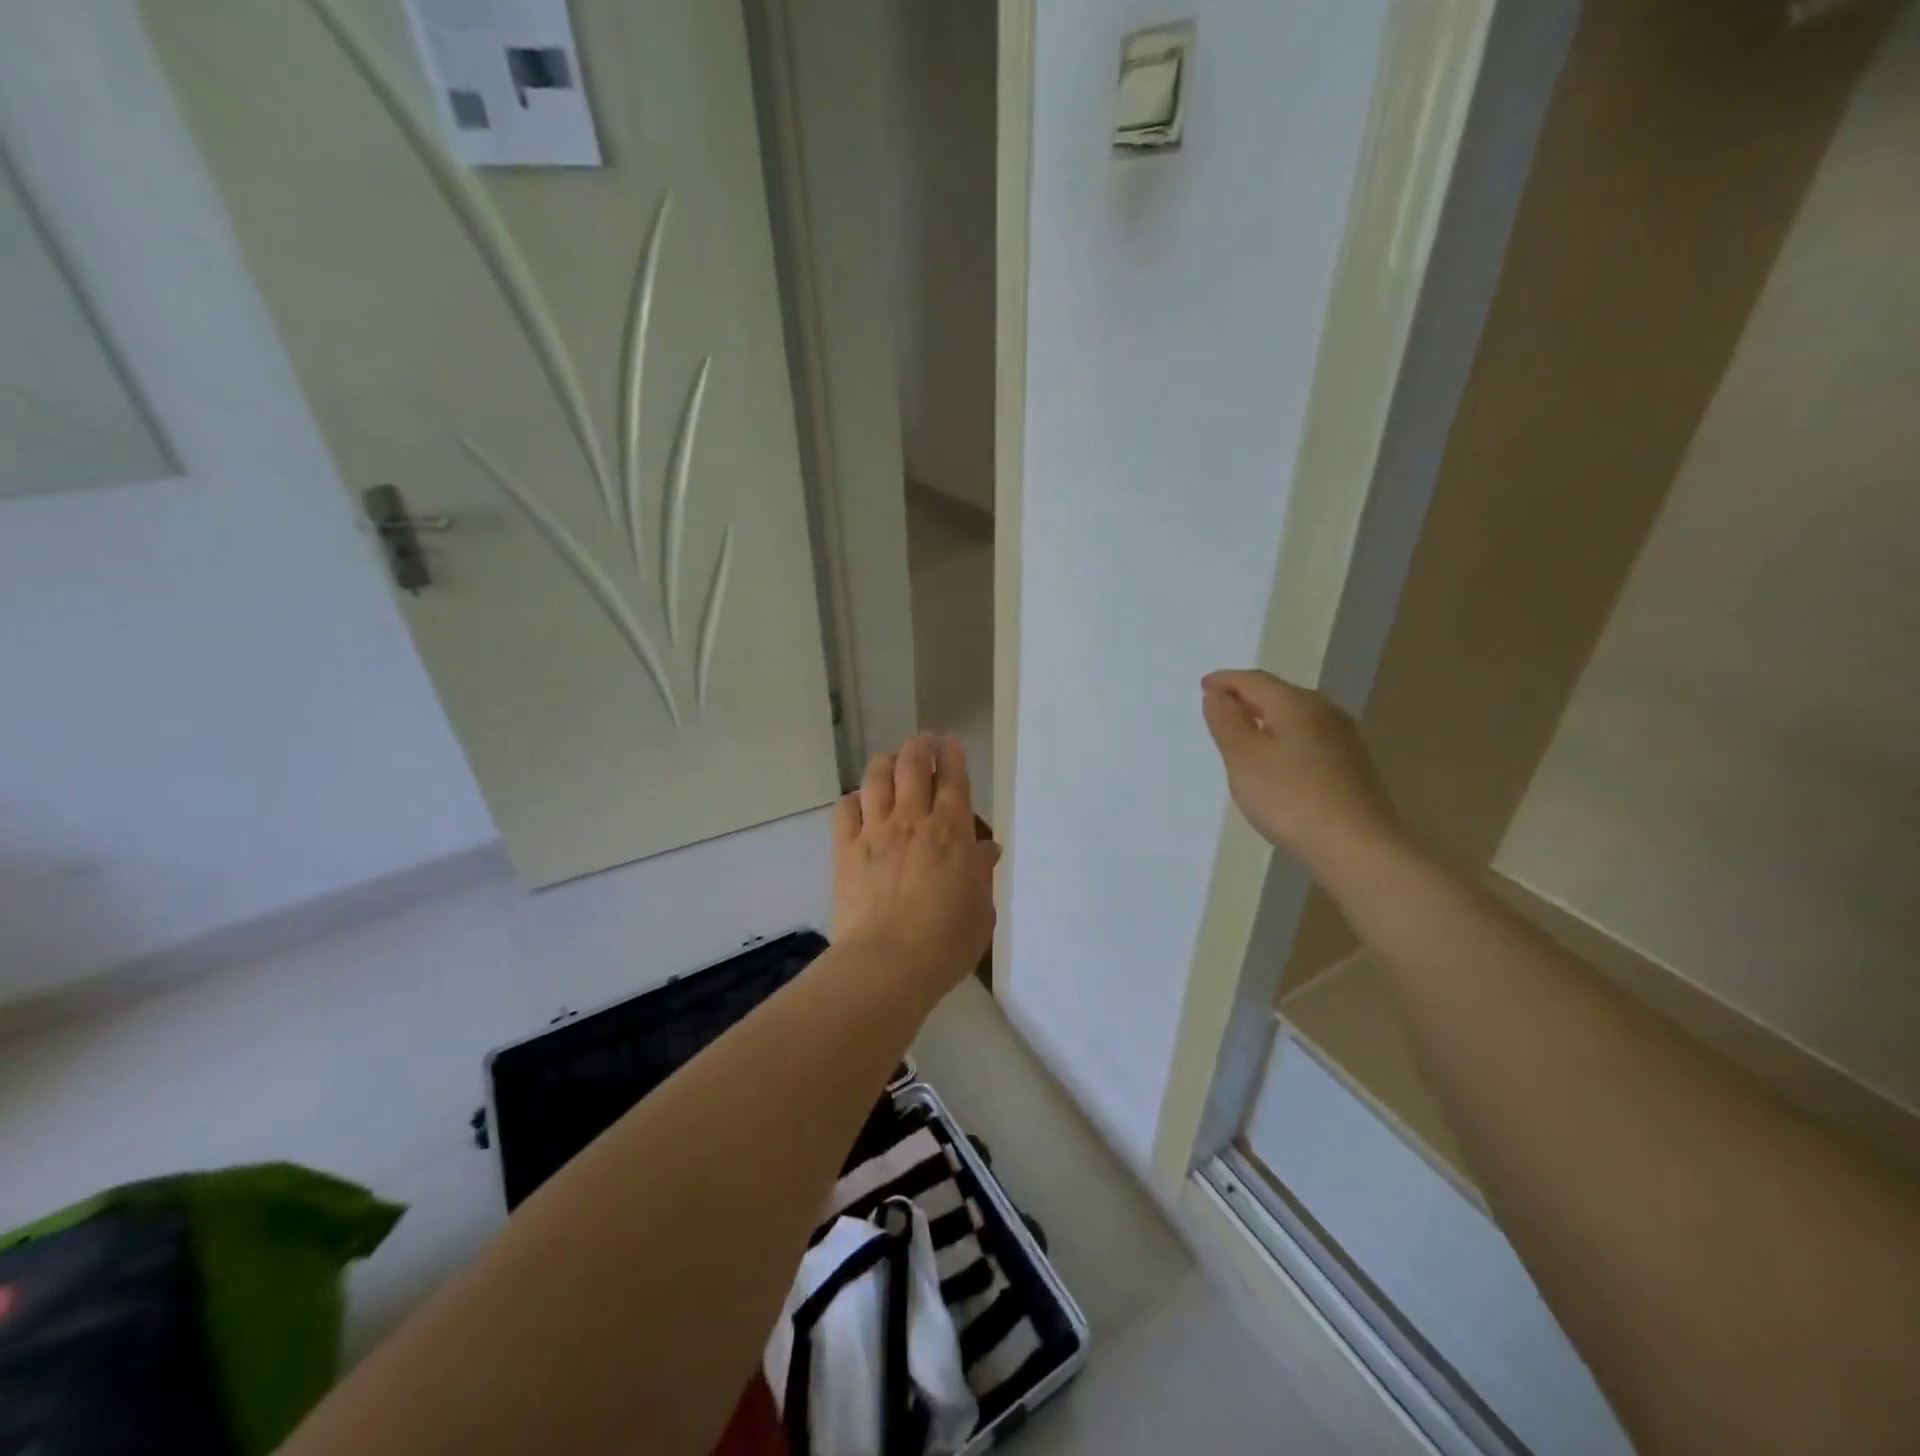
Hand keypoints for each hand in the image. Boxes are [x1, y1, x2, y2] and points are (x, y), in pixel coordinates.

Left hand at [832, 733, 1000, 998]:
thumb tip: (985, 850)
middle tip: (923, 742)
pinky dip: (854, 798)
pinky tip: (860, 802)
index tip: (948, 742)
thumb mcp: (979, 911)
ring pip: (876, 777)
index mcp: (951, 833)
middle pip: (912, 764)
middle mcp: (912, 820)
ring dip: (886, 762)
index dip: (950, 754)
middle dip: (919, 745)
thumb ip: (981, 875)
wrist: (887, 965)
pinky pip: (845, 808)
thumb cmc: (945, 943)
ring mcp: (875, 832)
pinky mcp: (845, 849)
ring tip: (891, 760)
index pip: (952, 778)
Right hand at [1201, 669, 1409, 875]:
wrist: (1356, 847)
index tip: (1202, 686)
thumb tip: (1217, 693)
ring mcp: (1342, 738)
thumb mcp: (1243, 758)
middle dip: (1246, 697)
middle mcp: (1324, 711)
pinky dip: (1283, 737)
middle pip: (1277, 694)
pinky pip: (1307, 737)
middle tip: (1219, 709)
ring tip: (1242, 734)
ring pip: (1295, 716)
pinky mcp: (1351, 764)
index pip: (1253, 680)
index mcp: (1295, 703)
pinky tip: (1276, 760)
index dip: (1225, 681)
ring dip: (1265, 718)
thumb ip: (1226, 721)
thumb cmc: (1289, 798)